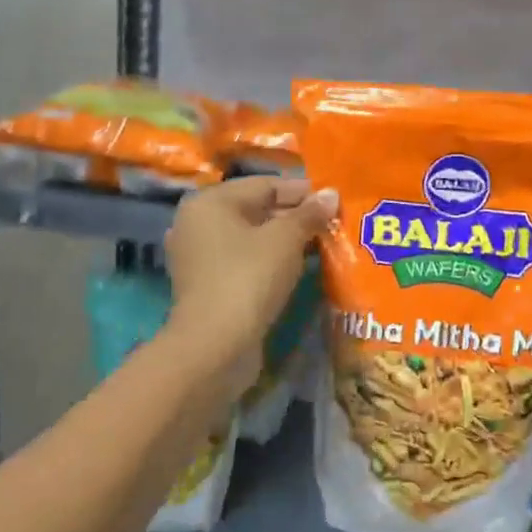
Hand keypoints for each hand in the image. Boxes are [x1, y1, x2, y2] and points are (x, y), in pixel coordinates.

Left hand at [165, 178, 337, 386]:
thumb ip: (308, 214)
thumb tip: (331, 194)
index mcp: (210, 201)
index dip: (301, 192)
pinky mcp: (206, 285)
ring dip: (283, 241)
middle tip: (331, 226)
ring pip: (250, 239)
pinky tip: (295, 269)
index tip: (334, 202)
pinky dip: (268, 262)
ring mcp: (198, 256)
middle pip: (255, 210)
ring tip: (320, 246)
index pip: (264, 185)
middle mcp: (197, 223)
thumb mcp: (285, 240)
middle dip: (294, 217)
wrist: (215, 345)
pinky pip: (243, 262)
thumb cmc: (249, 278)